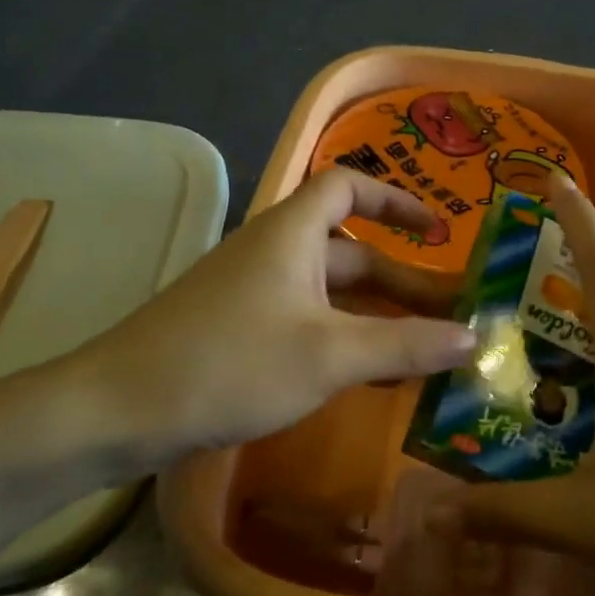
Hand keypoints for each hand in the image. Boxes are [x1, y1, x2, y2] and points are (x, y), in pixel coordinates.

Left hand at [63, 170, 472, 475]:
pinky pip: (306, 322)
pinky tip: (369, 377)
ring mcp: (252, 293)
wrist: (120, 408)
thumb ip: (404, 345)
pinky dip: (343, 339)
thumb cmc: (231, 364)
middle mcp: (273, 252)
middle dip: (403, 280)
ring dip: (376, 316)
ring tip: (425, 351)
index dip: (396, 202)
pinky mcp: (237, 330)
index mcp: (292, 233)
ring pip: (329, 294)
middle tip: (453, 314)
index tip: (439, 233)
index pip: (348, 186)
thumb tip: (474, 337)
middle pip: (349, 251)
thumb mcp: (330, 355)